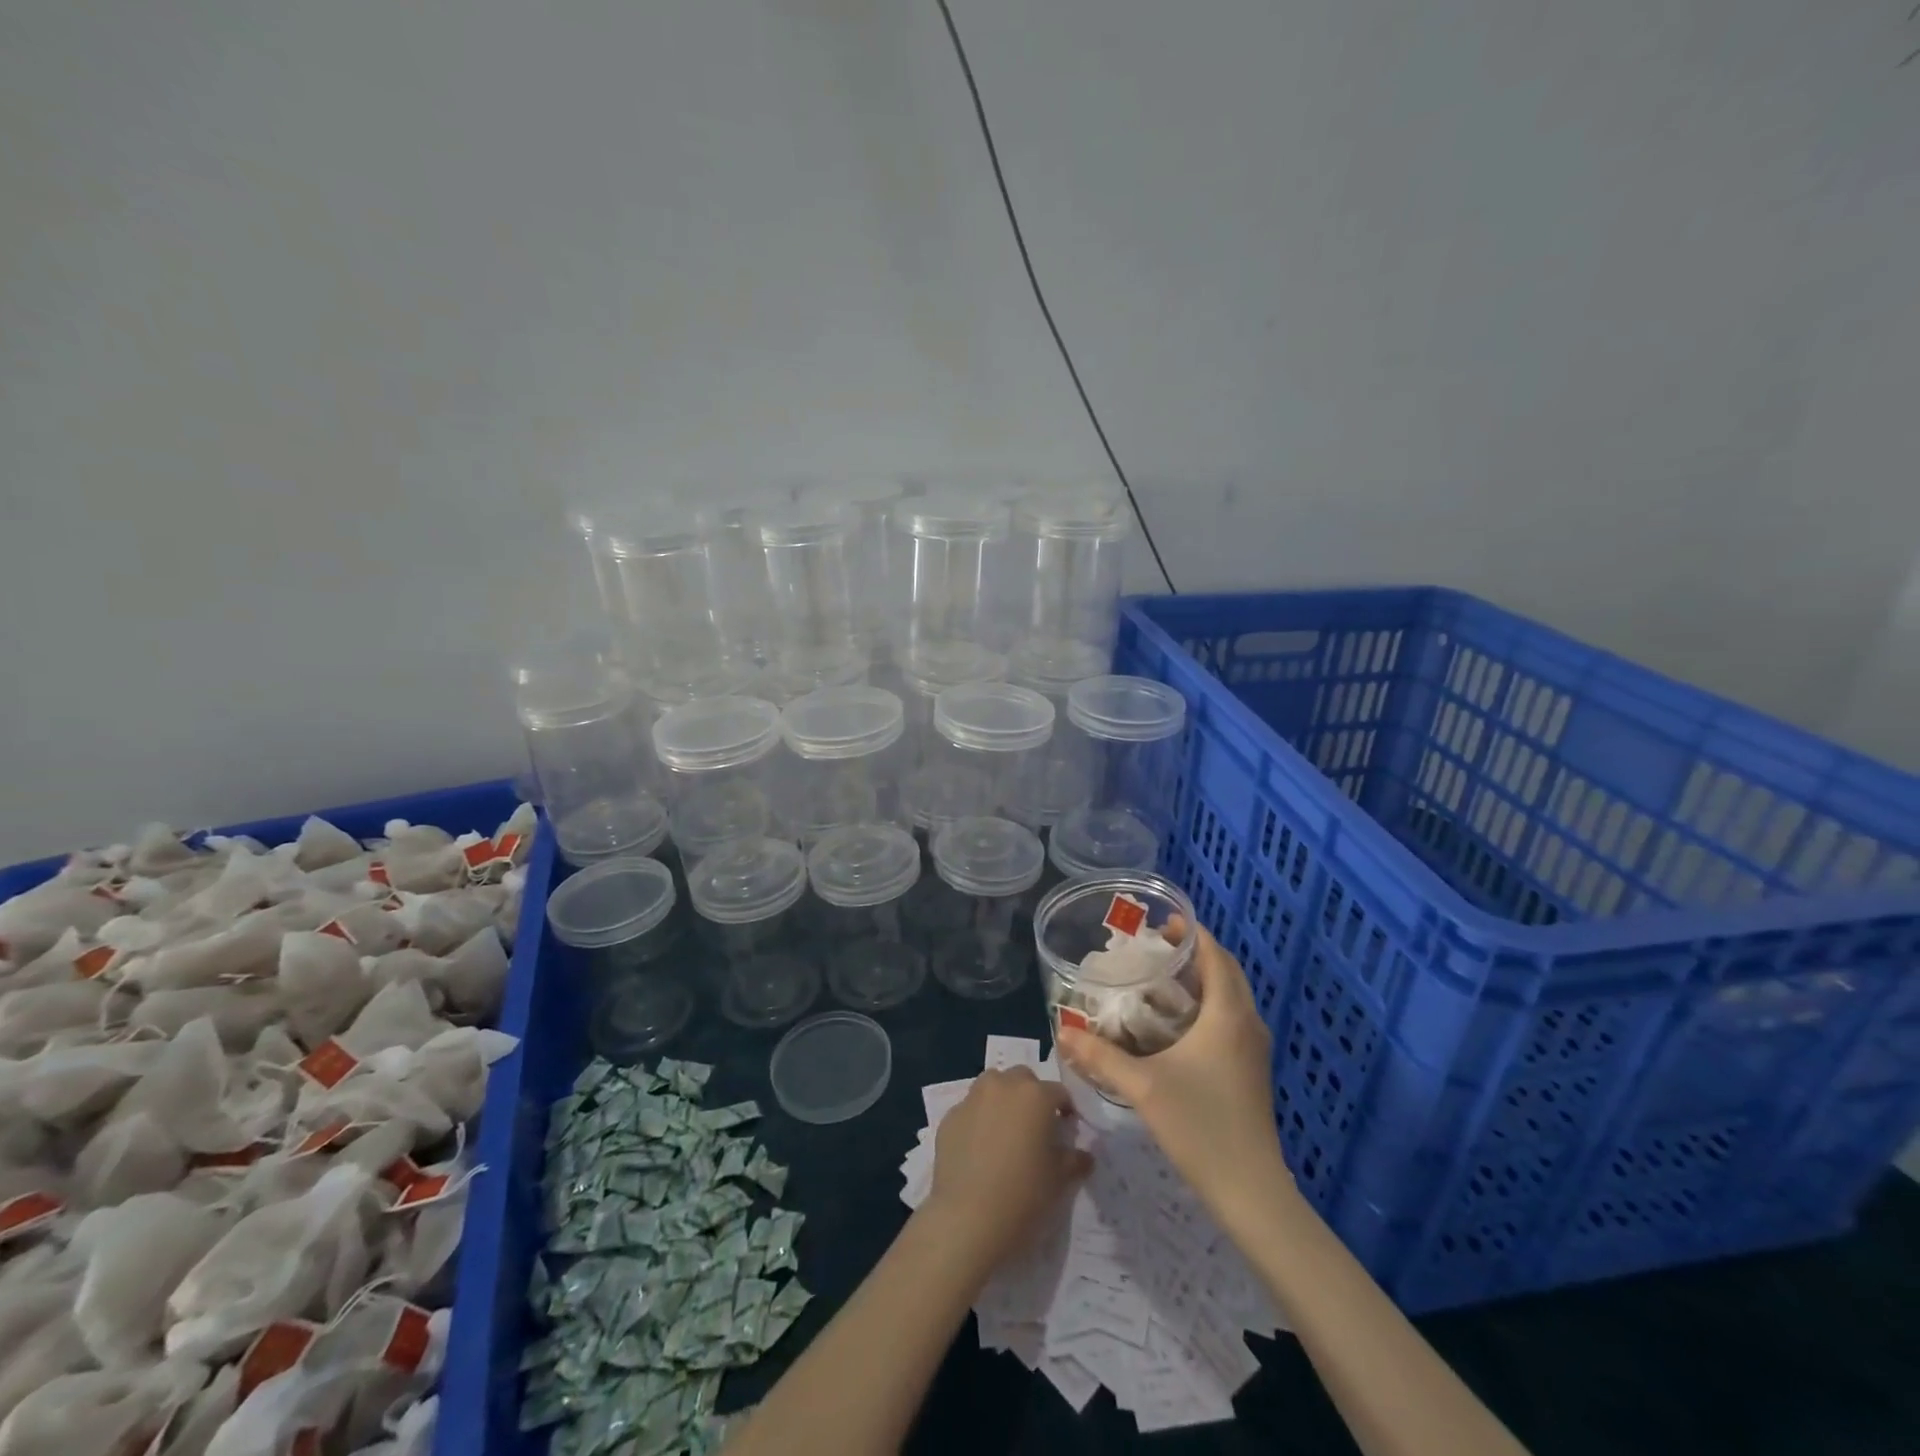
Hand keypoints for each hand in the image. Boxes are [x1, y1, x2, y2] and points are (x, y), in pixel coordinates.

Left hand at [924, 1067, 1091, 1272]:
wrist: (968, 1218)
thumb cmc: (1023, 1195)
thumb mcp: (1059, 1180)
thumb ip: (1074, 1160)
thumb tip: (1084, 1155)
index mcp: (1035, 1095)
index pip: (1058, 1092)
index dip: (1065, 1109)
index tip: (1066, 1128)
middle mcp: (1003, 1086)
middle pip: (1022, 1079)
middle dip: (1031, 1096)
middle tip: (1035, 1127)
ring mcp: (972, 1099)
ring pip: (992, 1085)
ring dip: (1002, 1099)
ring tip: (1005, 1131)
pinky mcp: (949, 1117)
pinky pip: (970, 1109)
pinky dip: (978, 1119)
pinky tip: (979, 1148)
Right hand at [1057, 922, 1289, 1218]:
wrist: (1251, 1189)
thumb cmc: (1200, 1126)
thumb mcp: (1143, 1087)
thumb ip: (1101, 1056)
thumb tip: (1063, 1031)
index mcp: (1228, 1015)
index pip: (1215, 955)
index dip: (1192, 933)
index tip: (1161, 923)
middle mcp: (1247, 1023)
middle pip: (1226, 971)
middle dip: (1195, 953)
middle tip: (1155, 948)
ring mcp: (1254, 1048)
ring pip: (1231, 996)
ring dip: (1203, 979)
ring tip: (1162, 979)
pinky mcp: (1251, 1069)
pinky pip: (1232, 1018)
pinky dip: (1209, 1004)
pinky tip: (1178, 1024)